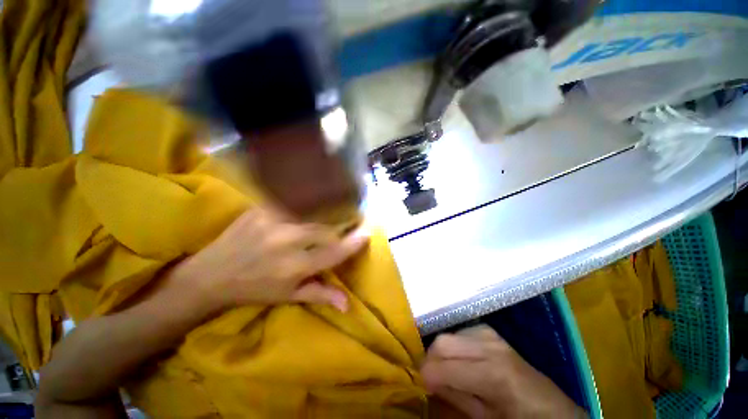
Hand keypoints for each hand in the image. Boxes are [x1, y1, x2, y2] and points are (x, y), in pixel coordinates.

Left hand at [174, 208, 368, 312]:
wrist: (210, 275)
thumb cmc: (253, 290)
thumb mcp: (288, 296)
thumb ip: (320, 294)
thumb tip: (348, 304)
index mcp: (294, 267)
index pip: (334, 252)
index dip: (354, 243)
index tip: (367, 233)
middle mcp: (287, 242)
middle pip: (327, 229)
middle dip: (342, 226)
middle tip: (350, 222)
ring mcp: (273, 221)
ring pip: (313, 213)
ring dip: (327, 213)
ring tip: (335, 211)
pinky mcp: (262, 209)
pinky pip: (293, 202)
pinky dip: (306, 204)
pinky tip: (311, 203)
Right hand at [422, 326, 584, 418]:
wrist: (550, 407)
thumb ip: (455, 397)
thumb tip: (428, 381)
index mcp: (494, 375)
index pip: (444, 367)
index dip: (426, 374)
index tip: (419, 382)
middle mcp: (491, 347)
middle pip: (443, 341)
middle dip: (431, 358)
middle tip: (430, 376)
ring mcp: (491, 335)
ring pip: (450, 334)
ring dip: (443, 352)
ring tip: (447, 369)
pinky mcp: (491, 331)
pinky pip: (462, 331)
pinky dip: (455, 344)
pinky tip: (462, 359)